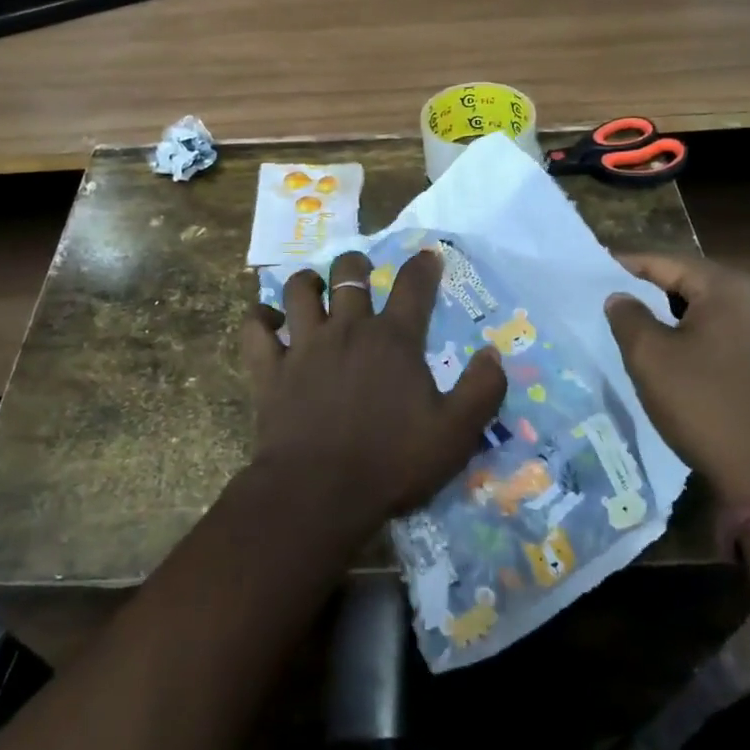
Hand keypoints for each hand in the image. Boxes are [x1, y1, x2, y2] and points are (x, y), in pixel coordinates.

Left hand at [242, 248, 506, 524]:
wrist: (318, 494)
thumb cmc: (390, 463)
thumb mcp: (455, 435)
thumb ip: (481, 391)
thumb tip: (494, 354)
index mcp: (393, 340)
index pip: (413, 287)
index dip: (423, 266)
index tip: (428, 255)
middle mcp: (348, 329)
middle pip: (349, 275)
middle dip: (356, 265)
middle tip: (361, 272)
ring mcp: (304, 345)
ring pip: (299, 290)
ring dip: (307, 281)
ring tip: (313, 287)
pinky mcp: (270, 368)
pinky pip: (255, 329)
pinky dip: (259, 319)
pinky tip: (267, 321)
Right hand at [604, 253, 749, 503]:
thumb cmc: (706, 406)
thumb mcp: (651, 358)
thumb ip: (628, 317)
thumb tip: (620, 297)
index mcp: (728, 287)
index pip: (665, 261)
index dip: (626, 265)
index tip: (593, 270)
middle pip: (688, 283)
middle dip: (648, 291)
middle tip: (609, 300)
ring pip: (705, 313)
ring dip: (670, 318)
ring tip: (634, 329)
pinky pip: (722, 338)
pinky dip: (693, 340)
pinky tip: (672, 360)